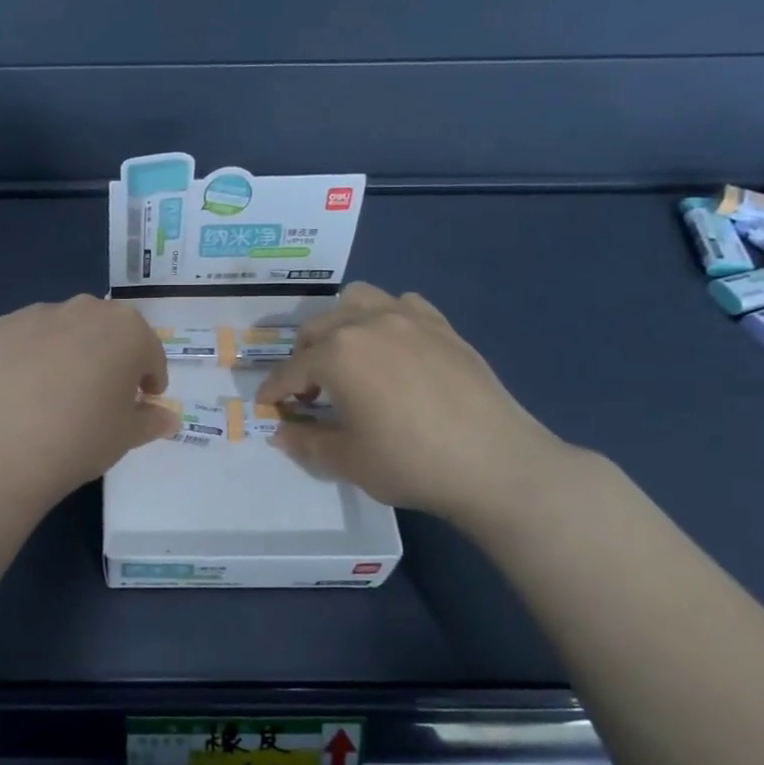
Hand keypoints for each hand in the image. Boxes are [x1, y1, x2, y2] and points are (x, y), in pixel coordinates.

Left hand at [0, 296, 179, 508]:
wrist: (5, 449)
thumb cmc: (82, 439)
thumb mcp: (127, 435)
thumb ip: (151, 419)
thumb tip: (167, 417)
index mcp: (127, 329)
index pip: (149, 352)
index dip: (149, 378)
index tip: (142, 400)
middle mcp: (85, 309)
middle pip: (107, 331)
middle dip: (111, 357)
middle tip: (102, 395)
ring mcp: (38, 314)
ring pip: (65, 330)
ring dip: (71, 351)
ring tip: (58, 392)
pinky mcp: (0, 327)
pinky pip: (28, 338)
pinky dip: (32, 356)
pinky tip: (25, 390)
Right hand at [255, 282, 575, 529]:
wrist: (495, 464)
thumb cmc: (410, 463)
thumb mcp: (347, 460)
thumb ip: (306, 441)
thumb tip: (282, 432)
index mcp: (337, 354)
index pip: (290, 370)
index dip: (274, 391)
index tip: (267, 406)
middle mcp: (366, 324)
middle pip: (317, 329)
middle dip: (303, 358)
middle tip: (310, 392)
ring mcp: (408, 319)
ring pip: (356, 300)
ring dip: (340, 324)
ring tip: (348, 357)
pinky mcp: (442, 326)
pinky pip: (402, 304)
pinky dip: (386, 319)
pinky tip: (394, 349)